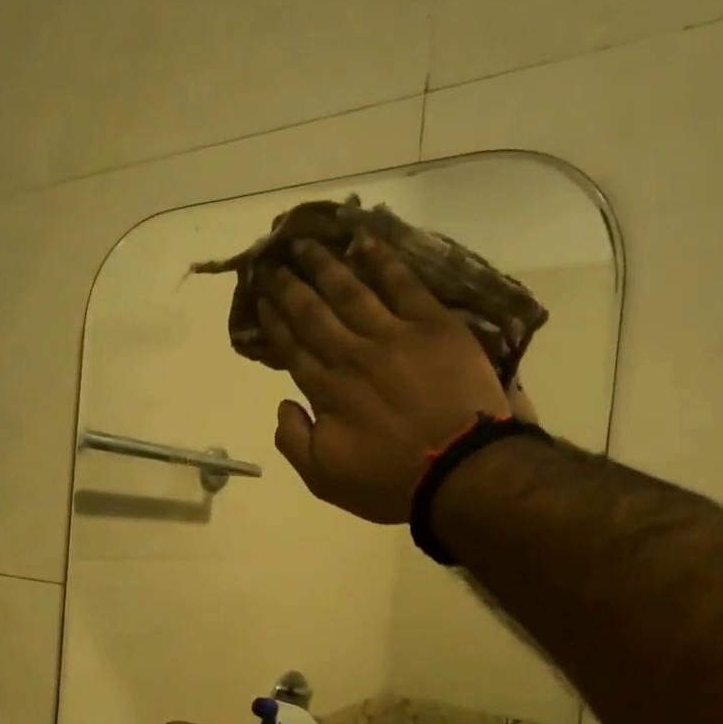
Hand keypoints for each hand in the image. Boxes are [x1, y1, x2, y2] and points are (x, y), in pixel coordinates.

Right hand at [257, 238, 515, 523]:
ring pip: (351, 290)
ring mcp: (394, 335)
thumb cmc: (391, 482)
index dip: (273, 320)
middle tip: (272, 260)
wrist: (462, 471)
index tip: (260, 299)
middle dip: (289, 285)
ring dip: (324, 264)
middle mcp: (352, 354)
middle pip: (313, 312)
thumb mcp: (325, 479)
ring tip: (304, 243)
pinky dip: (382, 261)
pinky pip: (403, 285)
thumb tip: (283, 404)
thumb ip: (293, 441)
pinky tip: (364, 242)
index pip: (291, 346)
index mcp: (326, 390)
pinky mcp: (434, 325)